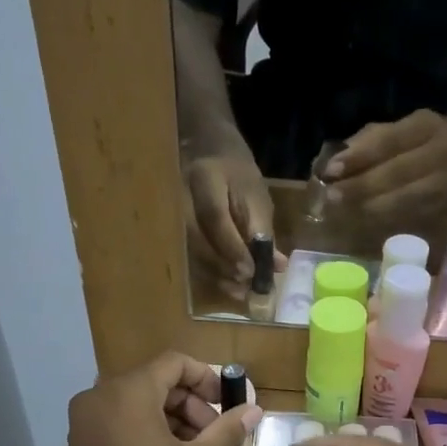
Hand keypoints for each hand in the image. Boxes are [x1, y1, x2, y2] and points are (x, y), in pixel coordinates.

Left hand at [58, 353, 261, 445]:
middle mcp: (99, 397)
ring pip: (139, 403)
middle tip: (217, 435)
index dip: (208, 378)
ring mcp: (85, 421)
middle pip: (156, 382)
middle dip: (192, 404)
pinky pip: (121, 422)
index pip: (174, 363)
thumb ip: (228, 430)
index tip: (228, 404)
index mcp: (128, 392)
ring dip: (174, 419)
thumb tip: (253, 409)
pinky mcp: (81, 445)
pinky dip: (149, 431)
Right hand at [185, 150, 281, 288]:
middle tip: (247, 284)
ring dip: (216, 275)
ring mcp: (171, 213)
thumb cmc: (236, 175)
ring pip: (190, 251)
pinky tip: (227, 284)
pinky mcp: (172, 229)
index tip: (252, 270)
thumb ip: (263, 230)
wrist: (206, 154)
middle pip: (197, 239)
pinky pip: (188, 256)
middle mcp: (180, 196)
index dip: (233, 247)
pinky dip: (209, 274)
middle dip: (224, 266)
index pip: (214, 216)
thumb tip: (275, 265)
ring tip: (240, 291)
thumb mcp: (256, 196)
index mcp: (204, 178)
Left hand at [325, 109, 446, 213]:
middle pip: (397, 173)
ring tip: (341, 212)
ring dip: (370, 208)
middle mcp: (439, 153)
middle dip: (361, 187)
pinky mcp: (442, 206)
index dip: (360, 157)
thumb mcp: (402, 127)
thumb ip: (370, 140)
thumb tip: (335, 162)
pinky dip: (383, 219)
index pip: (389, 141)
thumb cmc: (426, 136)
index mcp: (424, 126)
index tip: (331, 170)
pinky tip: (361, 221)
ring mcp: (444, 182)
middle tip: (331, 198)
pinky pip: (409, 215)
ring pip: (404, 199)